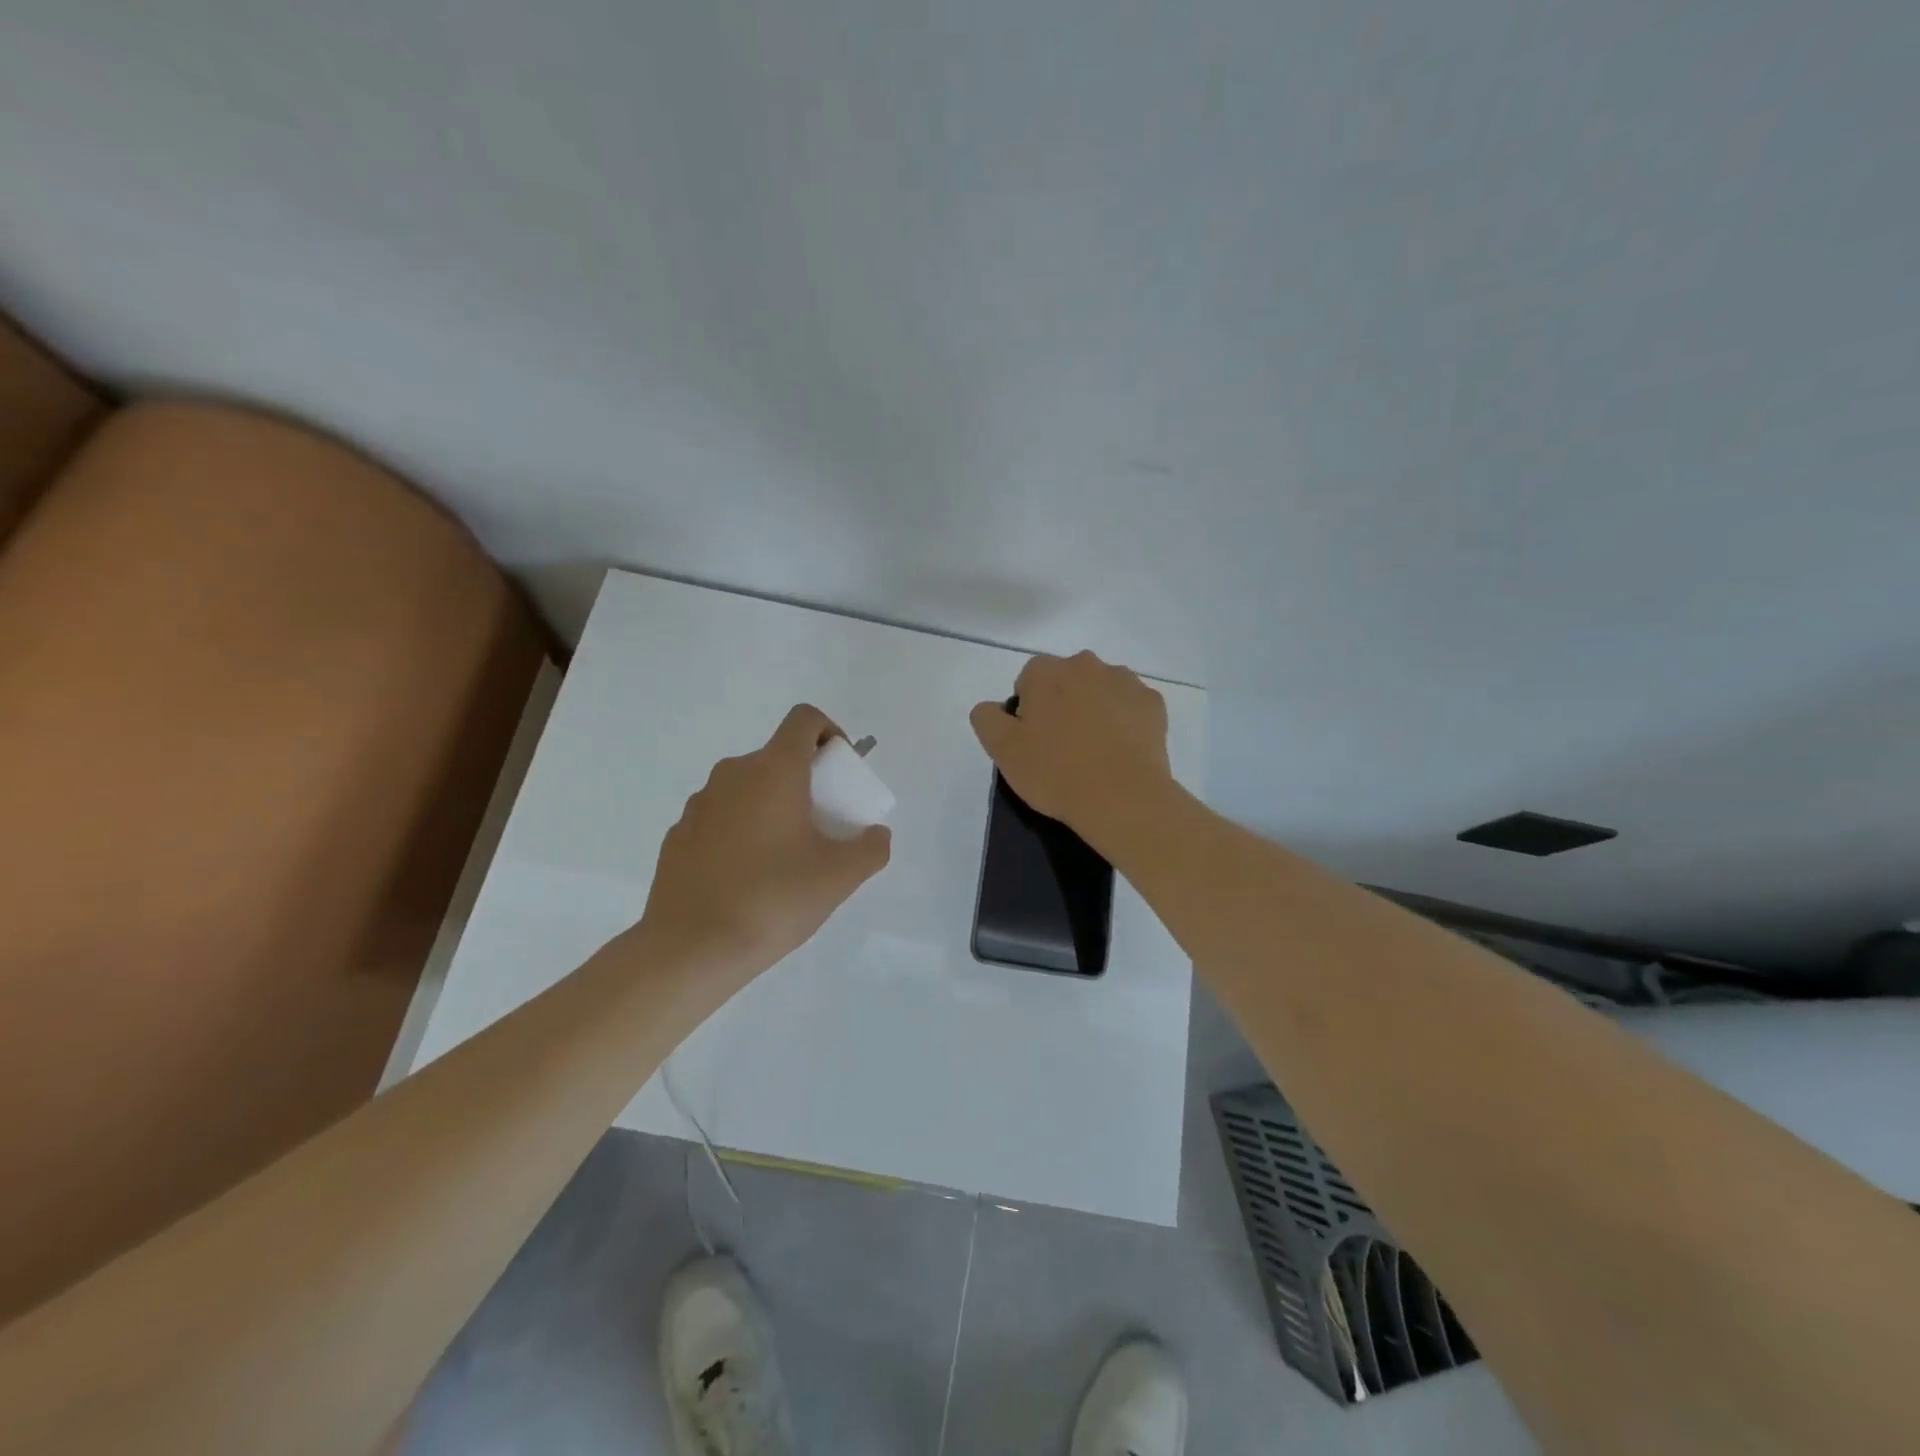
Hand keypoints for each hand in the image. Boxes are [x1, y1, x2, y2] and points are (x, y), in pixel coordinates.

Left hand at [637, 704, 890, 974]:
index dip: (831, 733)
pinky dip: (741, 832)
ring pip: (748, 789)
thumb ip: (872, 848)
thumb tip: (876, 834)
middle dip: (807, 782)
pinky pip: (721, 818)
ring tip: (785, 860)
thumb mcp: (840, 877)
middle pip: (778, 757)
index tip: (841, 775)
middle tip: (822, 827)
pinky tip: (747, 878)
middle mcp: (732, 774)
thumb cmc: (773, 899)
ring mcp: (699, 804)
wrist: (691, 949)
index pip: (805, 719)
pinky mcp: (677, 835)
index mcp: (774, 771)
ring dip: (772, 807)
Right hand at [969, 651, 1171, 846]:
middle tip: (1061, 747)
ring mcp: (1124, 681)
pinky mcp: (1153, 703)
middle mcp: (1086, 665)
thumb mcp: (1002, 751)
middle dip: (1062, 704)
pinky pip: (1130, 706)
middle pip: (1066, 680)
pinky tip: (1120, 752)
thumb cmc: (1055, 772)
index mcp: (1046, 672)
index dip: (1028, 711)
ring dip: (1094, 709)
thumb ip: (987, 718)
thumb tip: (991, 707)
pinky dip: (1124, 722)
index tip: (1033, 741)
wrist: (1123, 799)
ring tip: (1094, 752)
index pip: (1028, 680)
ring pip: (1100, 690)